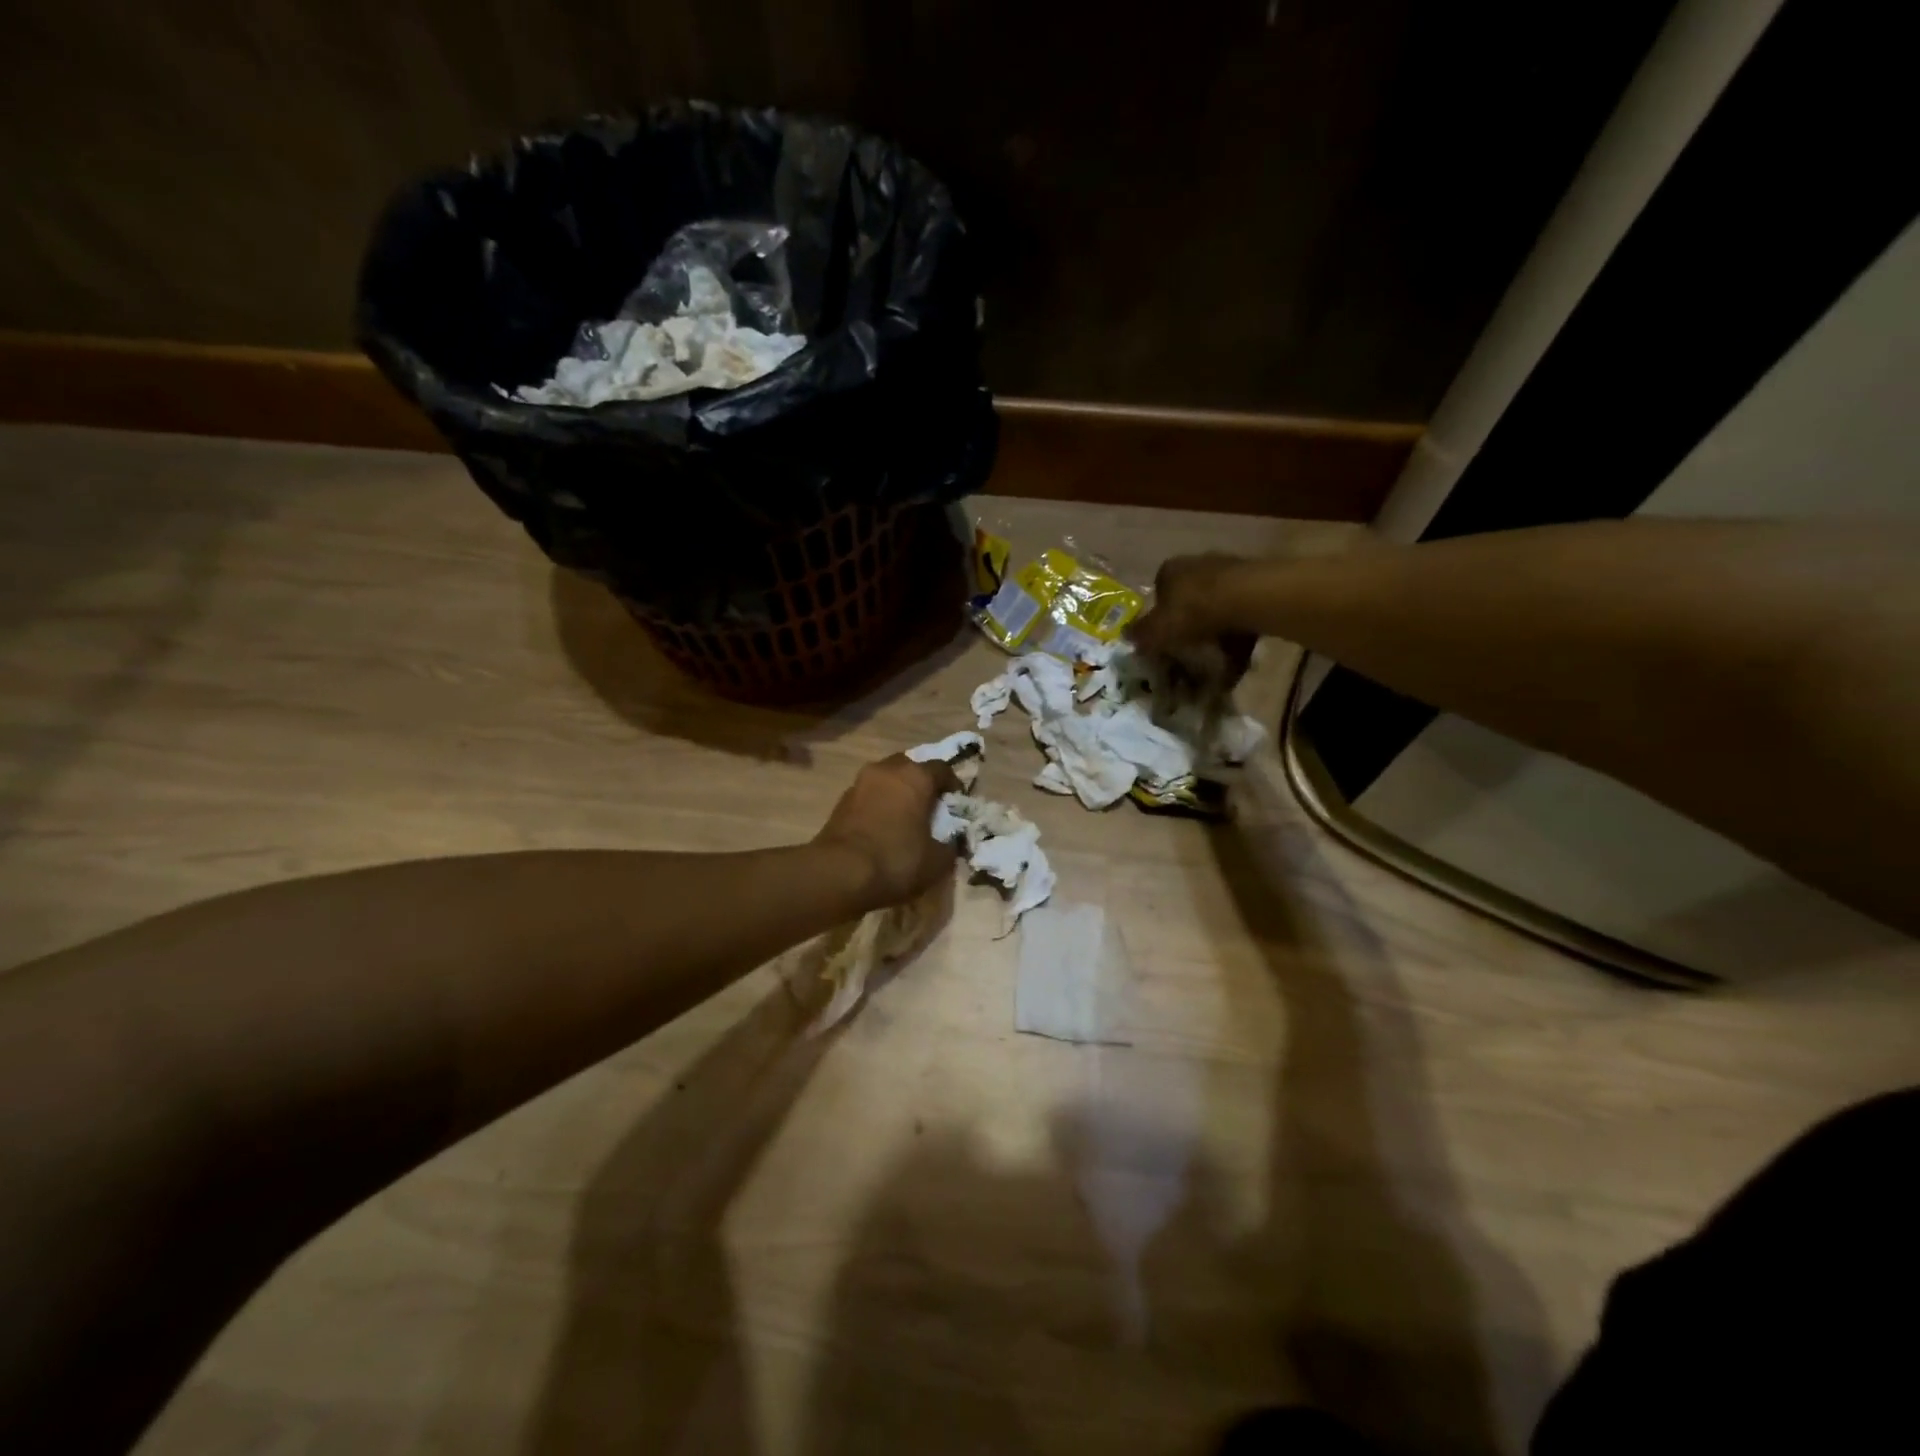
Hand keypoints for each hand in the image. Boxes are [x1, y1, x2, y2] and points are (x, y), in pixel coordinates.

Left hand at [814, 755, 960, 910]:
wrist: (839, 873)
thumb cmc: (896, 860)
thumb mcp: (937, 861)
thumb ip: (950, 845)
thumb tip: (950, 841)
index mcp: (916, 776)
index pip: (942, 768)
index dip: (953, 785)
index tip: (956, 804)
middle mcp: (887, 770)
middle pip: (910, 766)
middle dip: (921, 783)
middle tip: (929, 807)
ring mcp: (860, 783)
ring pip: (886, 779)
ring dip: (897, 792)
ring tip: (904, 818)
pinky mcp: (841, 801)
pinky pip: (868, 795)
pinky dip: (878, 805)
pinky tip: (881, 828)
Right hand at [1129, 554, 1256, 688]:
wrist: (1245, 599)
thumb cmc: (1192, 612)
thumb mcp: (1157, 630)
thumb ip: (1141, 634)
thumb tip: (1126, 635)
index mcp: (1169, 570)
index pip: (1159, 591)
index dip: (1161, 616)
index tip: (1166, 638)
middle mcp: (1197, 563)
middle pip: (1189, 596)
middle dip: (1190, 621)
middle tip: (1191, 647)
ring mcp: (1228, 569)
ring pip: (1216, 603)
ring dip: (1215, 628)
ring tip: (1217, 655)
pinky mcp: (1254, 582)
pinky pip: (1239, 611)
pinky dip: (1237, 630)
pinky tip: (1238, 651)